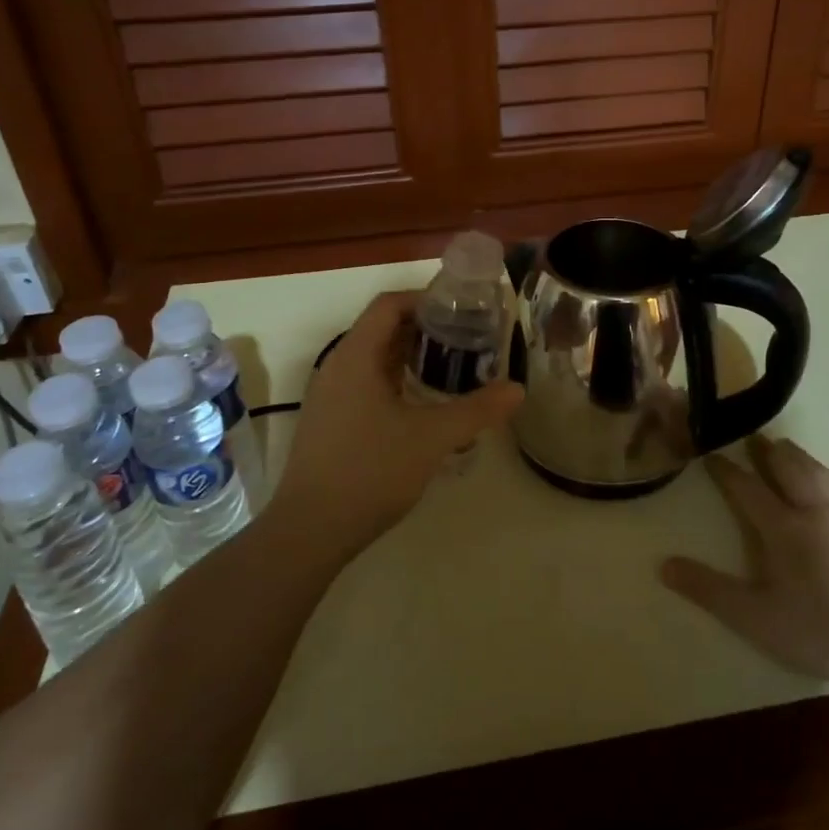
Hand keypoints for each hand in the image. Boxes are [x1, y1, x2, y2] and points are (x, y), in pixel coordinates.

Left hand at [272, 290, 522, 556]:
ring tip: (452, 370)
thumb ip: (476, 409)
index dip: (425, 299)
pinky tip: (422, 407)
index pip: (389, 305)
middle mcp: (337, 366)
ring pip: (374, 360)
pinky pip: (365, 385)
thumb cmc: (370, 471)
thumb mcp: (431, 438)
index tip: (462, 310)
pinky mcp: (329, 421)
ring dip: (411, 358)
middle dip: (425, 329)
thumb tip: (518, 389)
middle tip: (467, 340)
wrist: (310, 530)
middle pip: (382, 329)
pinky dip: (396, 383)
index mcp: (356, 356)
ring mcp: (329, 396)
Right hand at [662, 438, 828, 691]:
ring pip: (821, 474)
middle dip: (767, 452)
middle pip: (788, 469)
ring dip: (801, 457)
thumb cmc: (822, 631)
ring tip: (787, 447)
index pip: (747, 489)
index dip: (726, 471)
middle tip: (753, 438)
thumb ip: (710, 591)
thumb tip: (664, 565)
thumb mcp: (756, 620)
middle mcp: (815, 512)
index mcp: (784, 528)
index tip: (711, 455)